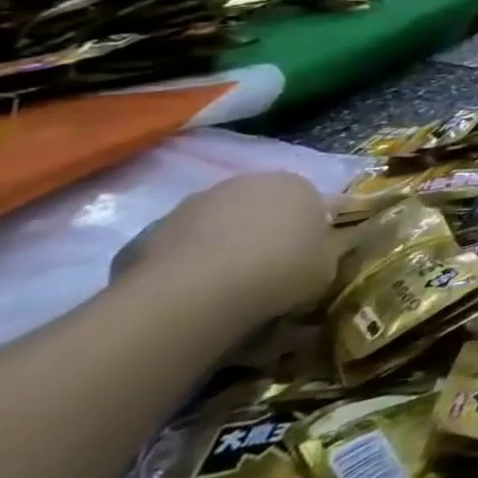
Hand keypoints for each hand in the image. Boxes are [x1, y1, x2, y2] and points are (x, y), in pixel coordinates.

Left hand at [112, 173, 338, 331]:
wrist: (198, 292)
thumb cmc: (281, 270)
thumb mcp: (327, 267)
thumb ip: (327, 252)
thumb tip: (322, 251)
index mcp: (296, 184)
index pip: (310, 201)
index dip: (309, 231)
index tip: (306, 259)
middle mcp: (246, 182)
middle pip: (261, 207)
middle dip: (264, 233)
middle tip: (267, 272)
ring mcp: (194, 204)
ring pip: (217, 225)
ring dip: (223, 246)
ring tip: (225, 288)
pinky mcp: (150, 231)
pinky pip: (180, 247)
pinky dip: (187, 264)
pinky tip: (190, 294)